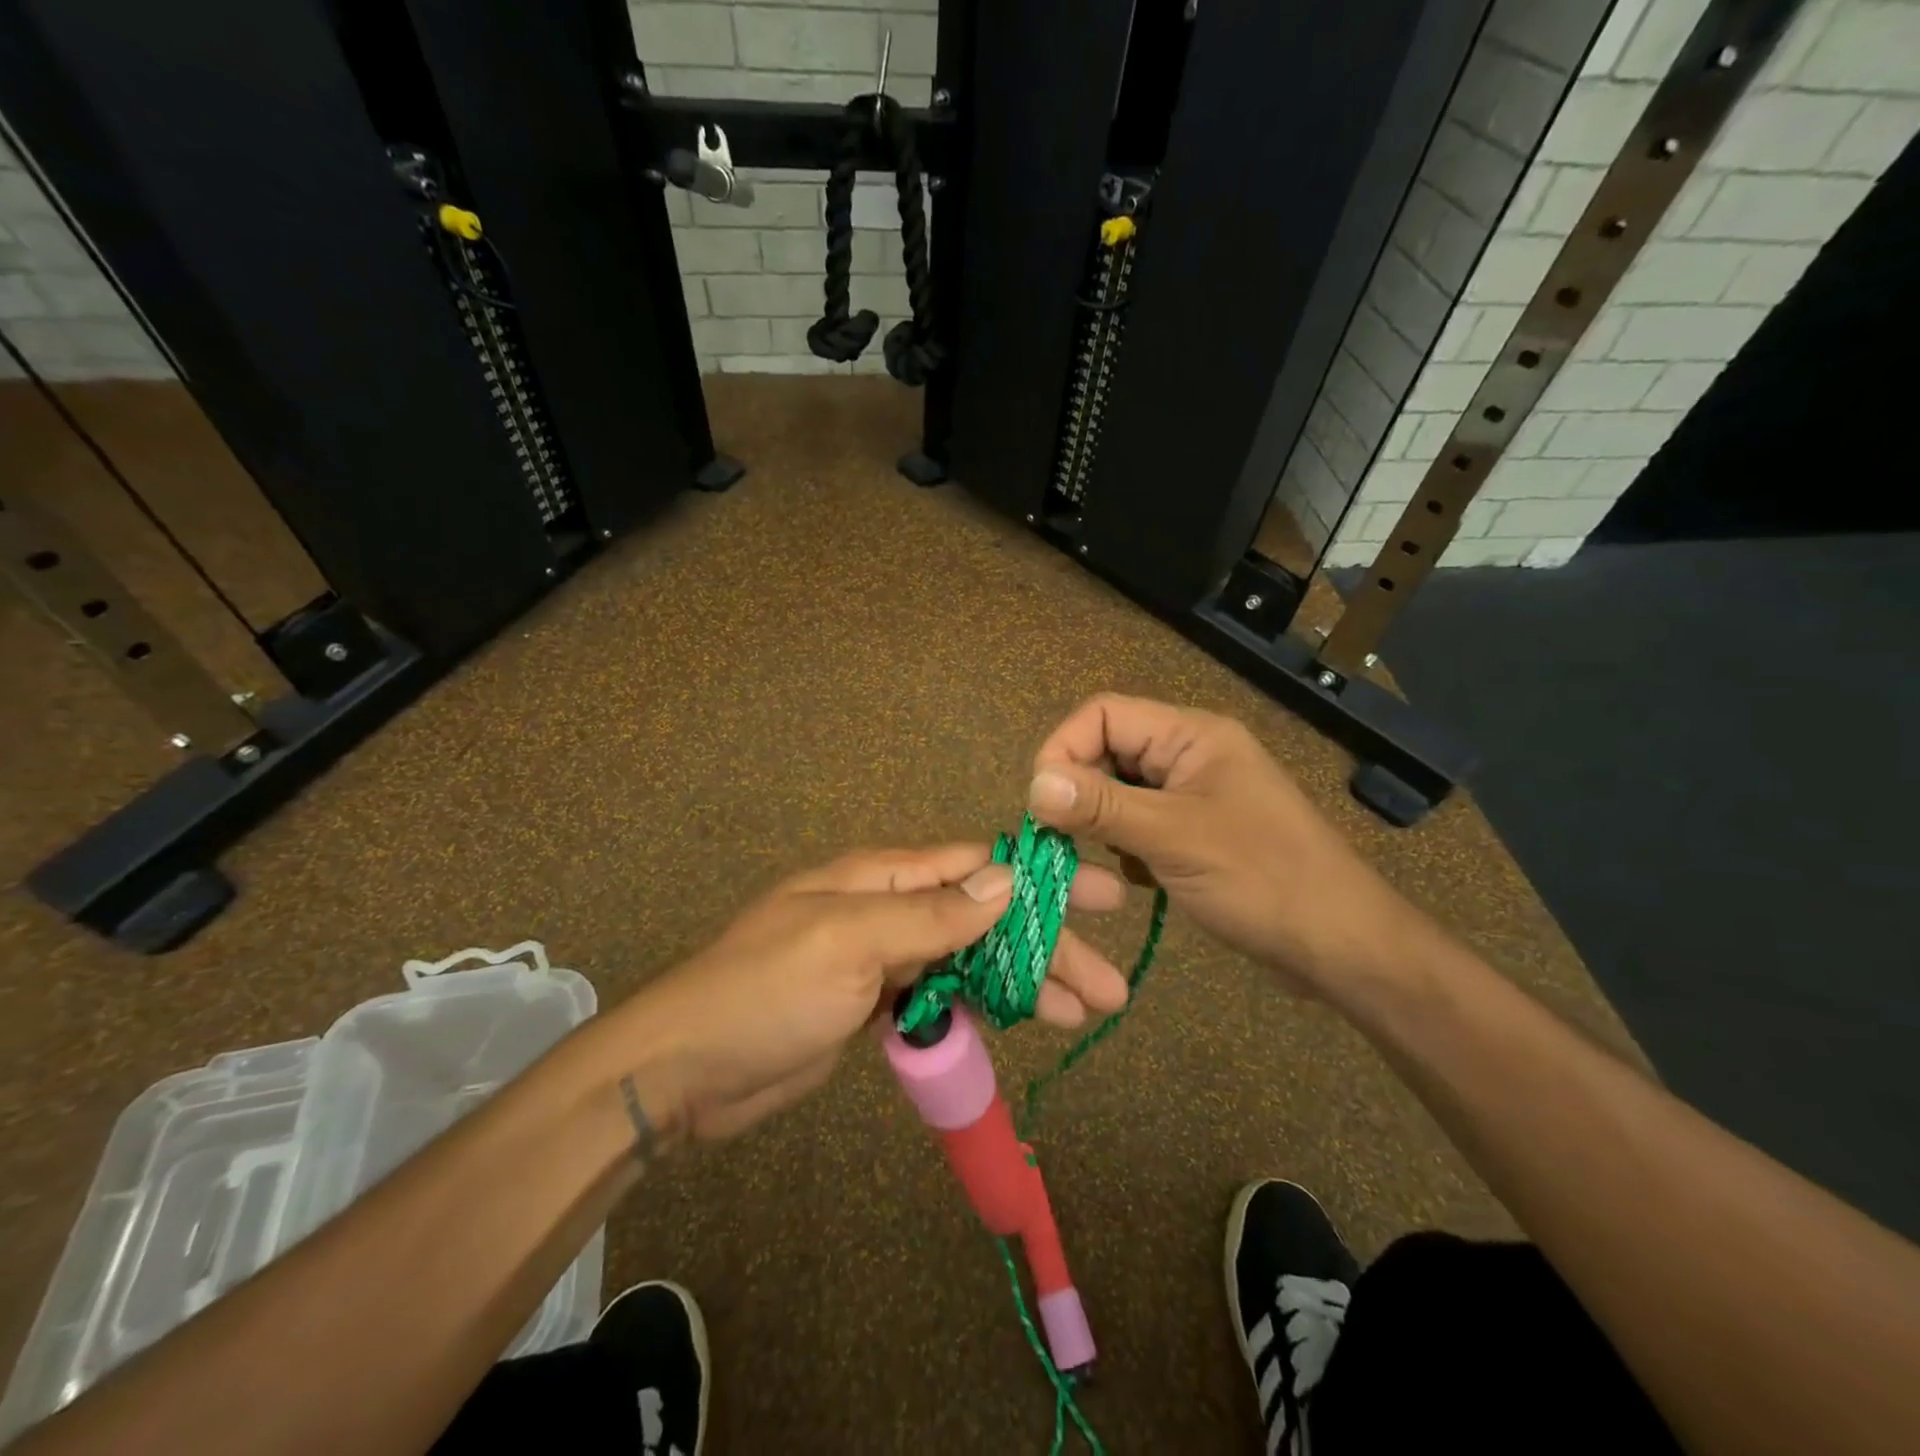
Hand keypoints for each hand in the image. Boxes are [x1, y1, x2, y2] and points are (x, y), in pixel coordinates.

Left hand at [610, 845, 1129, 1140]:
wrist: (684, 1070)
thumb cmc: (766, 991)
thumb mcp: (848, 941)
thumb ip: (930, 913)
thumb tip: (1006, 880)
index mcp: (883, 878)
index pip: (977, 866)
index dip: (1040, 880)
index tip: (1100, 897)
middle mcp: (889, 908)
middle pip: (985, 918)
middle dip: (1046, 946)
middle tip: (1109, 986)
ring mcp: (883, 958)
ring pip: (971, 960)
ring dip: (1026, 982)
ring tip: (1084, 1013)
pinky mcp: (876, 1003)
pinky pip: (944, 995)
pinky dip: (984, 1006)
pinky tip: (1021, 1022)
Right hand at [1028, 693, 1425, 995]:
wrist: (1341, 946)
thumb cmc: (1264, 880)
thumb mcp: (1175, 838)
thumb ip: (1102, 807)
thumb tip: (1033, 785)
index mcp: (1192, 736)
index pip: (1104, 714)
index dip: (1064, 747)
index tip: (1042, 802)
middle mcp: (1191, 755)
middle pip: (1109, 750)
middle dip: (1080, 791)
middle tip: (1062, 838)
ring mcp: (1196, 794)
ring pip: (1121, 790)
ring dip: (1102, 822)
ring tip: (1104, 861)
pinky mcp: (1198, 832)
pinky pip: (1140, 822)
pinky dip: (1126, 846)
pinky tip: (1138, 877)